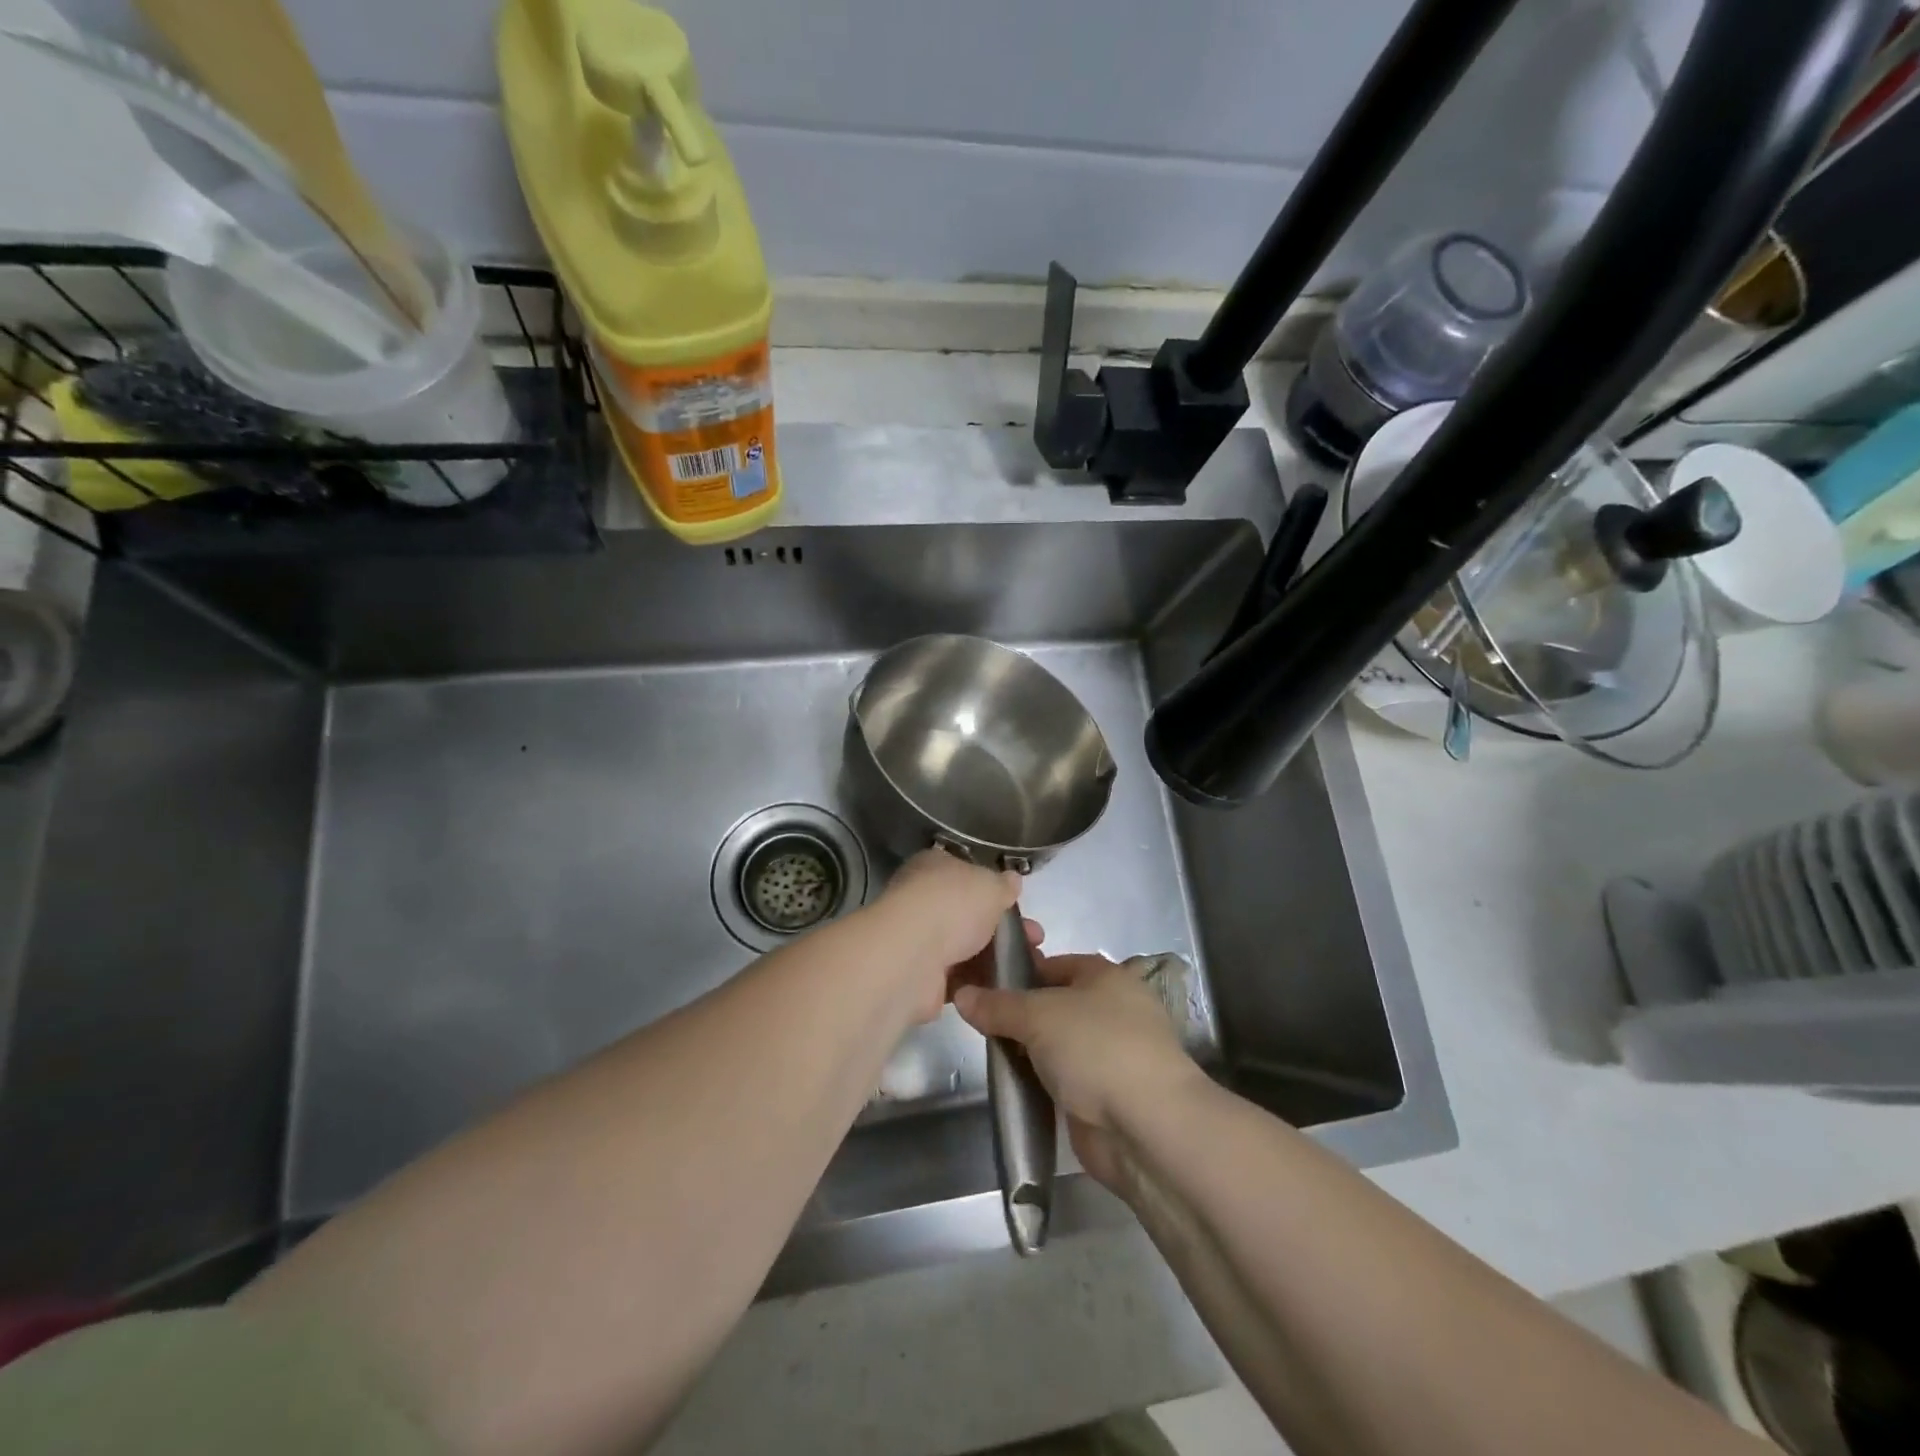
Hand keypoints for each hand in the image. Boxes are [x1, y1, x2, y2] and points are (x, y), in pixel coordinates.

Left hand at [864, 851, 1024, 1023]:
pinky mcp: (922, 976)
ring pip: (966, 947)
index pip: (965, 872)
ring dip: (995, 957)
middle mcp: (922, 900)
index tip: (1018, 904)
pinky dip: (978, 981)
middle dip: (1003, 927)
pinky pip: (959, 977)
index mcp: (933, 867)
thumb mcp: (990, 885)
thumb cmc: (953, 906)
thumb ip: (1004, 885)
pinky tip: (1004, 985)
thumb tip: (1012, 879)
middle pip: (969, 913)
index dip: (993, 887)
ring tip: (1030, 965)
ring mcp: (920, 939)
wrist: (913, 958)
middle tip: (1034, 938)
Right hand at [953, 954, 1201, 1188]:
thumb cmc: (1096, 1048)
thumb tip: (962, 994)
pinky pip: (1063, 1079)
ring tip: (991, 1054)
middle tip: (979, 1023)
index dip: (1020, 971)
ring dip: (1029, 1051)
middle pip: (1054, 1005)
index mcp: (1105, 976)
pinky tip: (1015, 1086)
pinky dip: (1042, 1082)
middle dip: (1019, 1015)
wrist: (1146, 1126)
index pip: (1054, 964)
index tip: (983, 985)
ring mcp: (1111, 1055)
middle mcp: (1112, 1010)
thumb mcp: (1038, 1015)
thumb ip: (998, 1005)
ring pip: (1057, 1045)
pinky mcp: (1105, 1095)